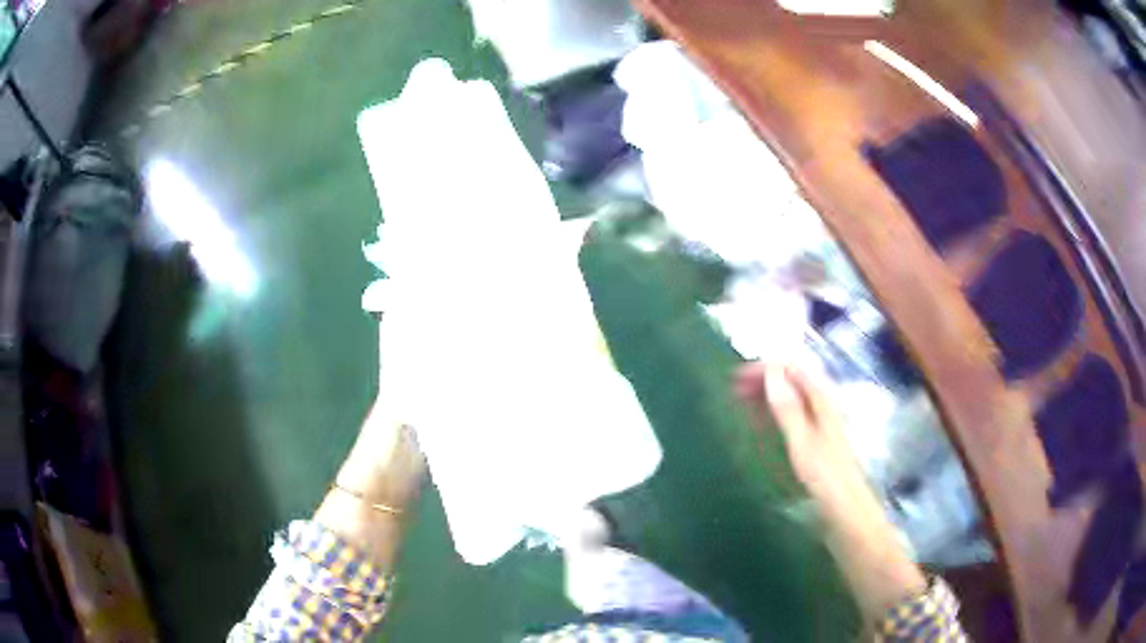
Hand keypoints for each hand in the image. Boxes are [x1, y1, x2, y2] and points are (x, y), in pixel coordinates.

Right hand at [734, 361, 867, 505]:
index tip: (738, 377)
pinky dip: (773, 410)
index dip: (764, 367)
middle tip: (733, 388)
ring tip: (741, 400)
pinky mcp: (815, 433)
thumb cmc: (825, 474)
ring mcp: (819, 417)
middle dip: (762, 379)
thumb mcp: (802, 440)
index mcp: (821, 397)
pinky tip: (759, 419)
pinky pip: (791, 412)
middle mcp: (821, 401)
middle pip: (790, 378)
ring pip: (789, 395)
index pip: (792, 367)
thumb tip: (770, 371)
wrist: (845, 503)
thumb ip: (787, 406)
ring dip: (765, 394)